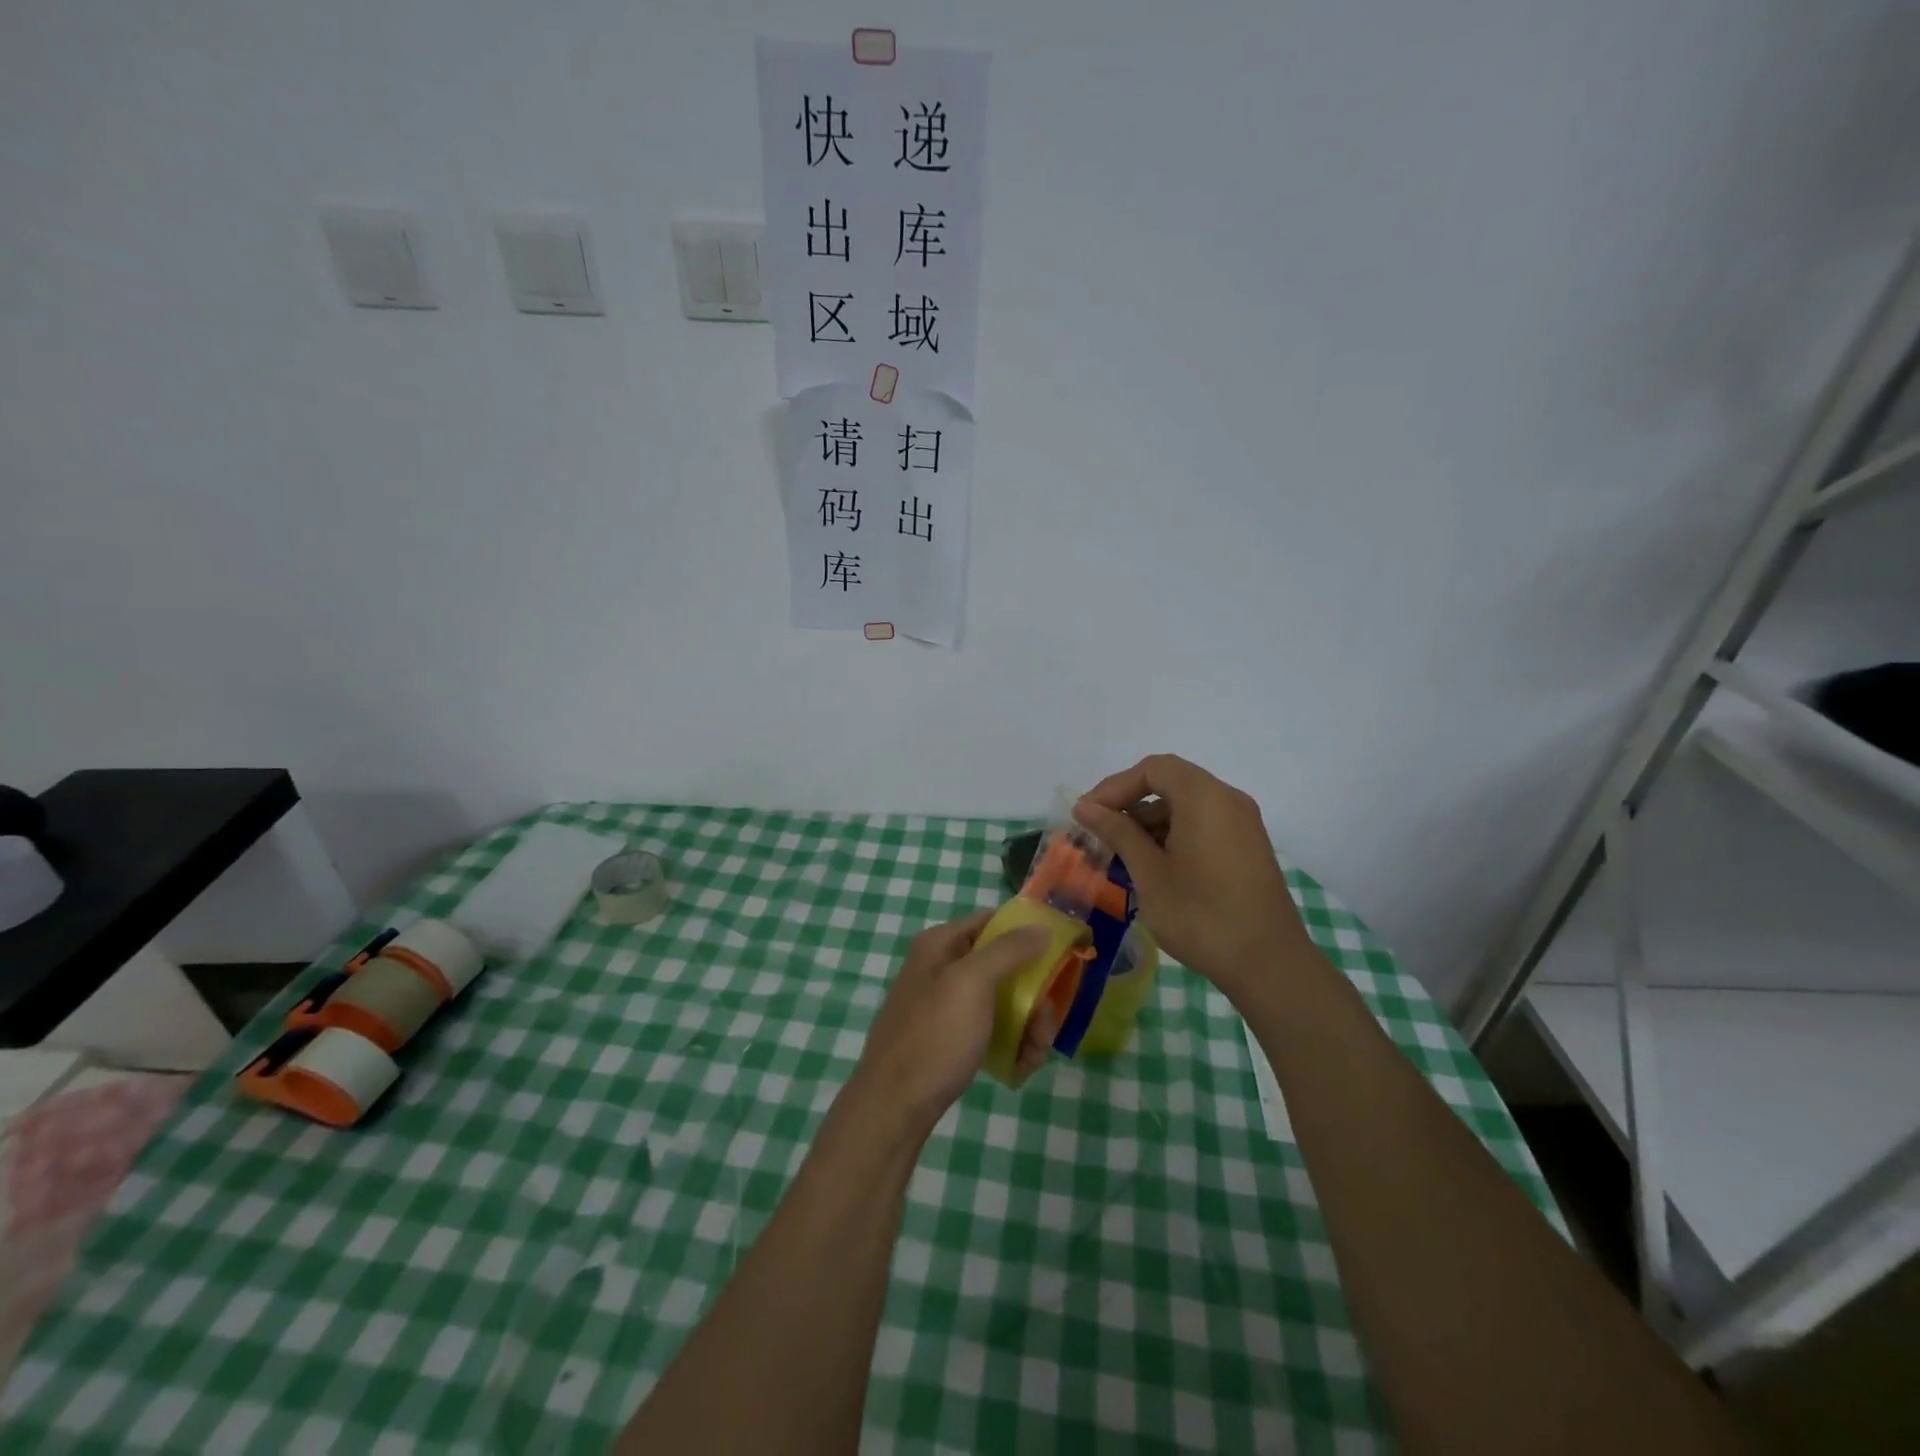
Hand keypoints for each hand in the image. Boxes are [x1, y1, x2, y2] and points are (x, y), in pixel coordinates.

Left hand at [848, 912, 1051, 1136]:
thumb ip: (1009, 950)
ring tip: (1035, 1054)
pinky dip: (1010, 1043)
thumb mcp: (973, 983)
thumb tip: (1041, 927)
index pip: (992, 922)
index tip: (1059, 956)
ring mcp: (946, 1004)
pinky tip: (1021, 1066)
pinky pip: (990, 1028)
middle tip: (1045, 1025)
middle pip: (1004, 966)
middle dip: (1033, 995)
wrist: (895, 1105)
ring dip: (1027, 1024)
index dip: (1026, 934)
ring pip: (1002, 1001)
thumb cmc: (935, 1035)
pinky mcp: (950, 1037)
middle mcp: (942, 967)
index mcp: (940, 944)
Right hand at [1073, 754, 1310, 992]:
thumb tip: (1085, 807)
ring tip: (1121, 853)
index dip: (1114, 787)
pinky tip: (1153, 865)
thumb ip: (1118, 832)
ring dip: (1150, 821)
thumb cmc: (1201, 915)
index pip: (1152, 769)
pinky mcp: (1247, 847)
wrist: (1268, 965)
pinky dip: (1174, 833)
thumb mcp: (1150, 873)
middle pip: (1170, 782)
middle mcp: (1228, 800)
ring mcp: (1242, 823)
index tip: (1087, 815)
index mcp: (1205, 797)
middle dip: (1130, 803)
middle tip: (1099, 832)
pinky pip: (1204, 823)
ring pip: (1186, 804)